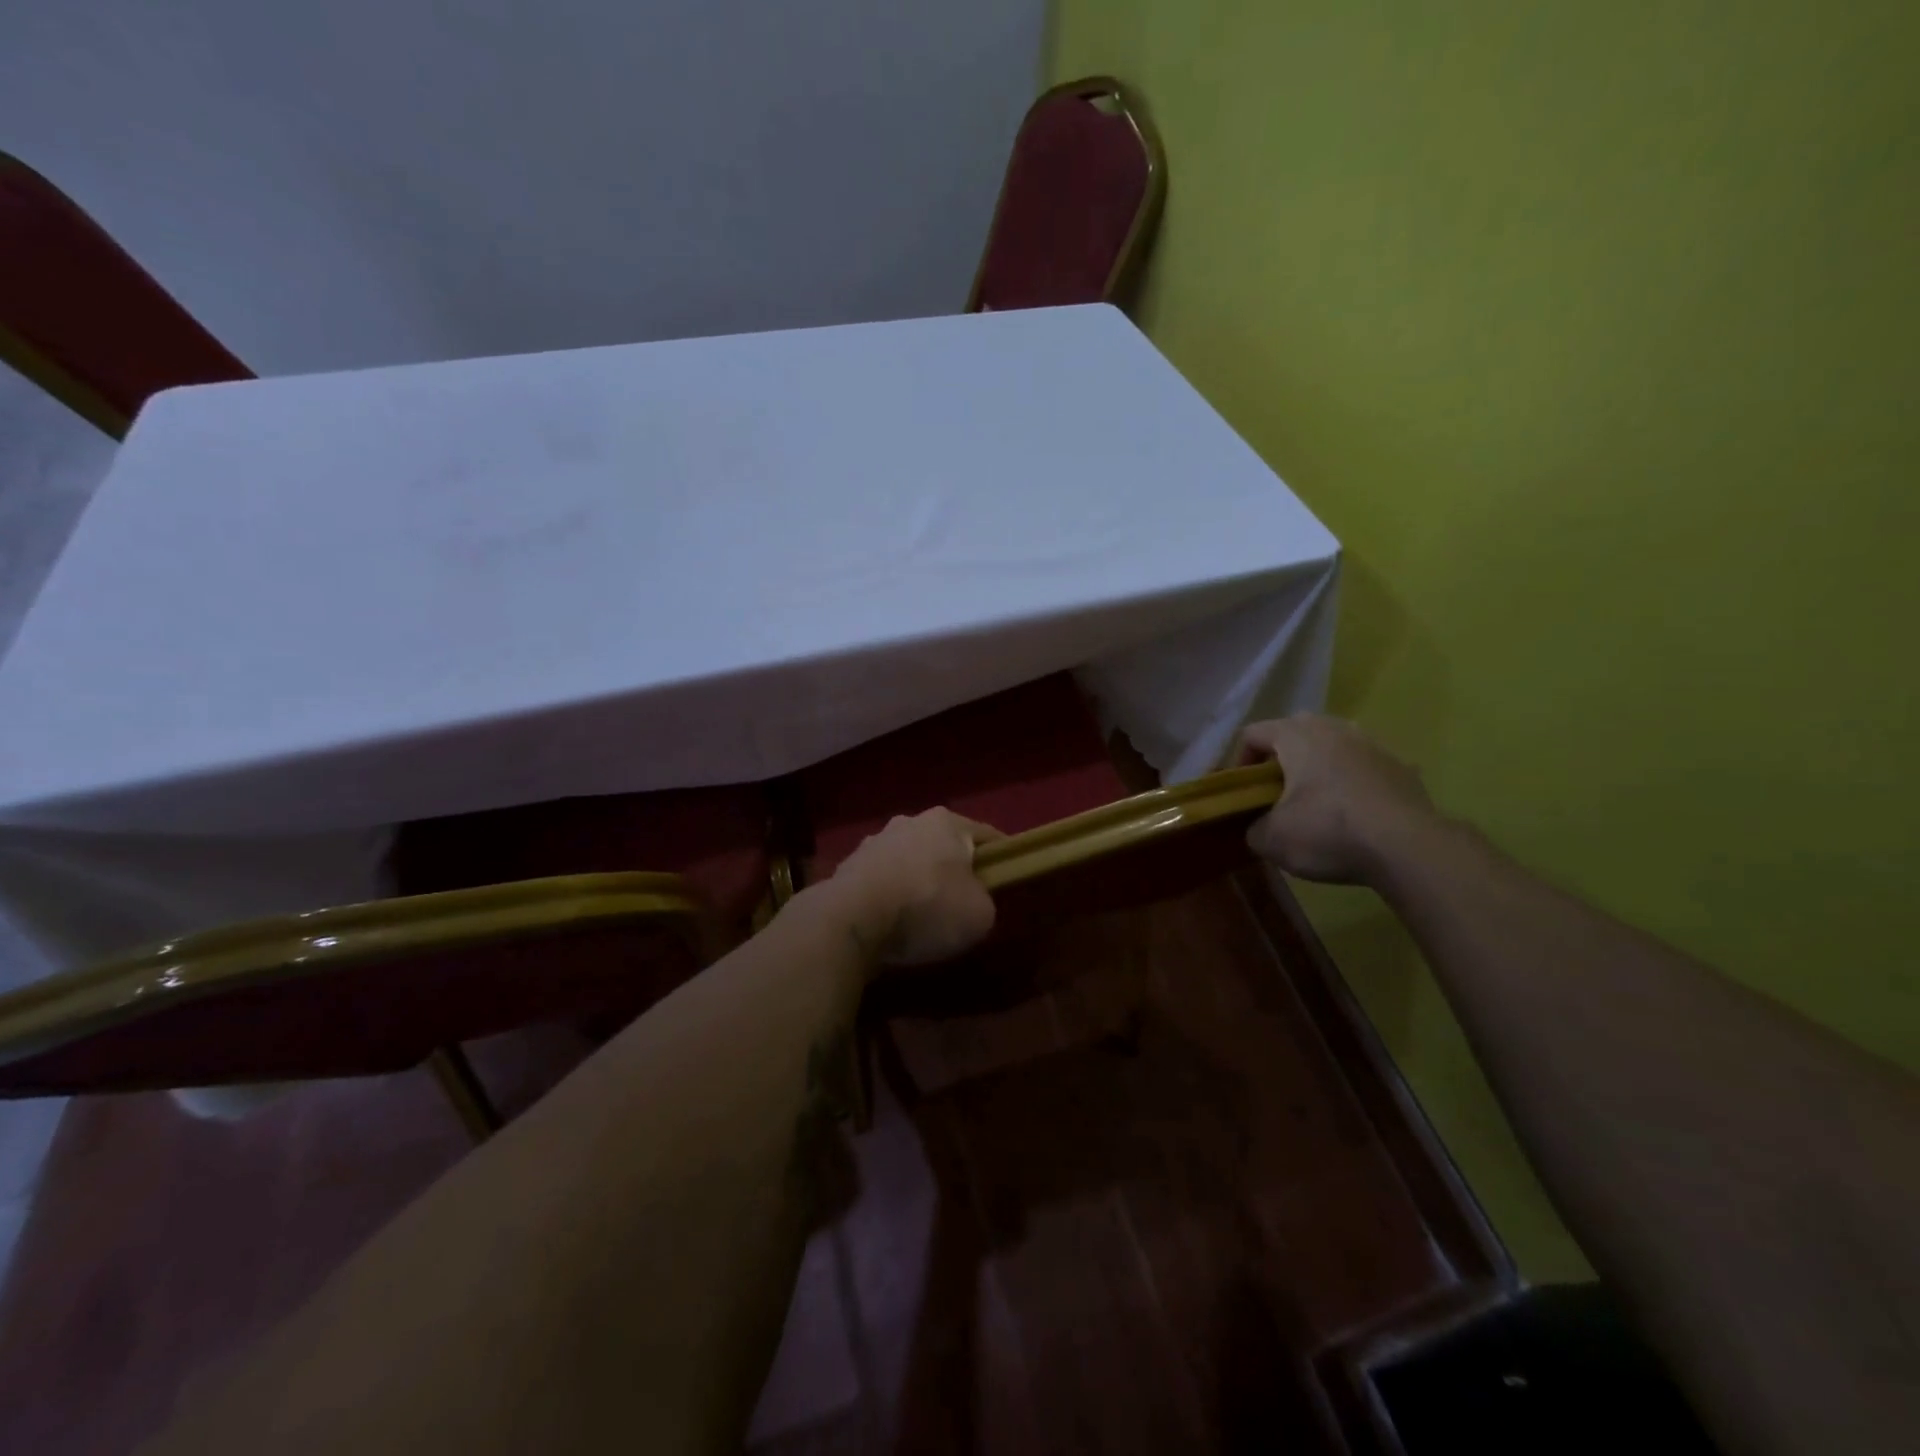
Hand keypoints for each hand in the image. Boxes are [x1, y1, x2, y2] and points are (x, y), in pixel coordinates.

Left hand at [823, 809, 1001, 967]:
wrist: (852, 919)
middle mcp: (909, 821)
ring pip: (909, 860)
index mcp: (947, 822)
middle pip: (944, 846)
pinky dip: (891, 896)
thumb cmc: (927, 907)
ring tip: (922, 916)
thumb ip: (985, 901)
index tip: (1008, 879)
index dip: (1002, 858)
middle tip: (964, 901)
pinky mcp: (848, 867)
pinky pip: (882, 881)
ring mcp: (874, 842)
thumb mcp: (981, 914)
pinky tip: (892, 922)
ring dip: (918, 881)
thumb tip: (972, 900)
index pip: (987, 835)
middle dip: (954, 870)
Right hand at [1238, 714, 1440, 884]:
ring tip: (1315, 803)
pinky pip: (1363, 768)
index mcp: (1296, 735)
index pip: (1253, 734)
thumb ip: (1253, 828)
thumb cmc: (1328, 831)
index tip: (1242, 792)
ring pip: (1332, 746)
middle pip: (1294, 732)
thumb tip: (1258, 827)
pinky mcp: (1401, 767)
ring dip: (1318, 768)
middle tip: (1275, 793)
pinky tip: (1353, 815)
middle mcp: (1333, 728)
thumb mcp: (1271, 840)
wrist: (1409, 847)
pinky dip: (1351, 784)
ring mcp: (1372, 744)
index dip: (1238, 761)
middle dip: (1280, 759)